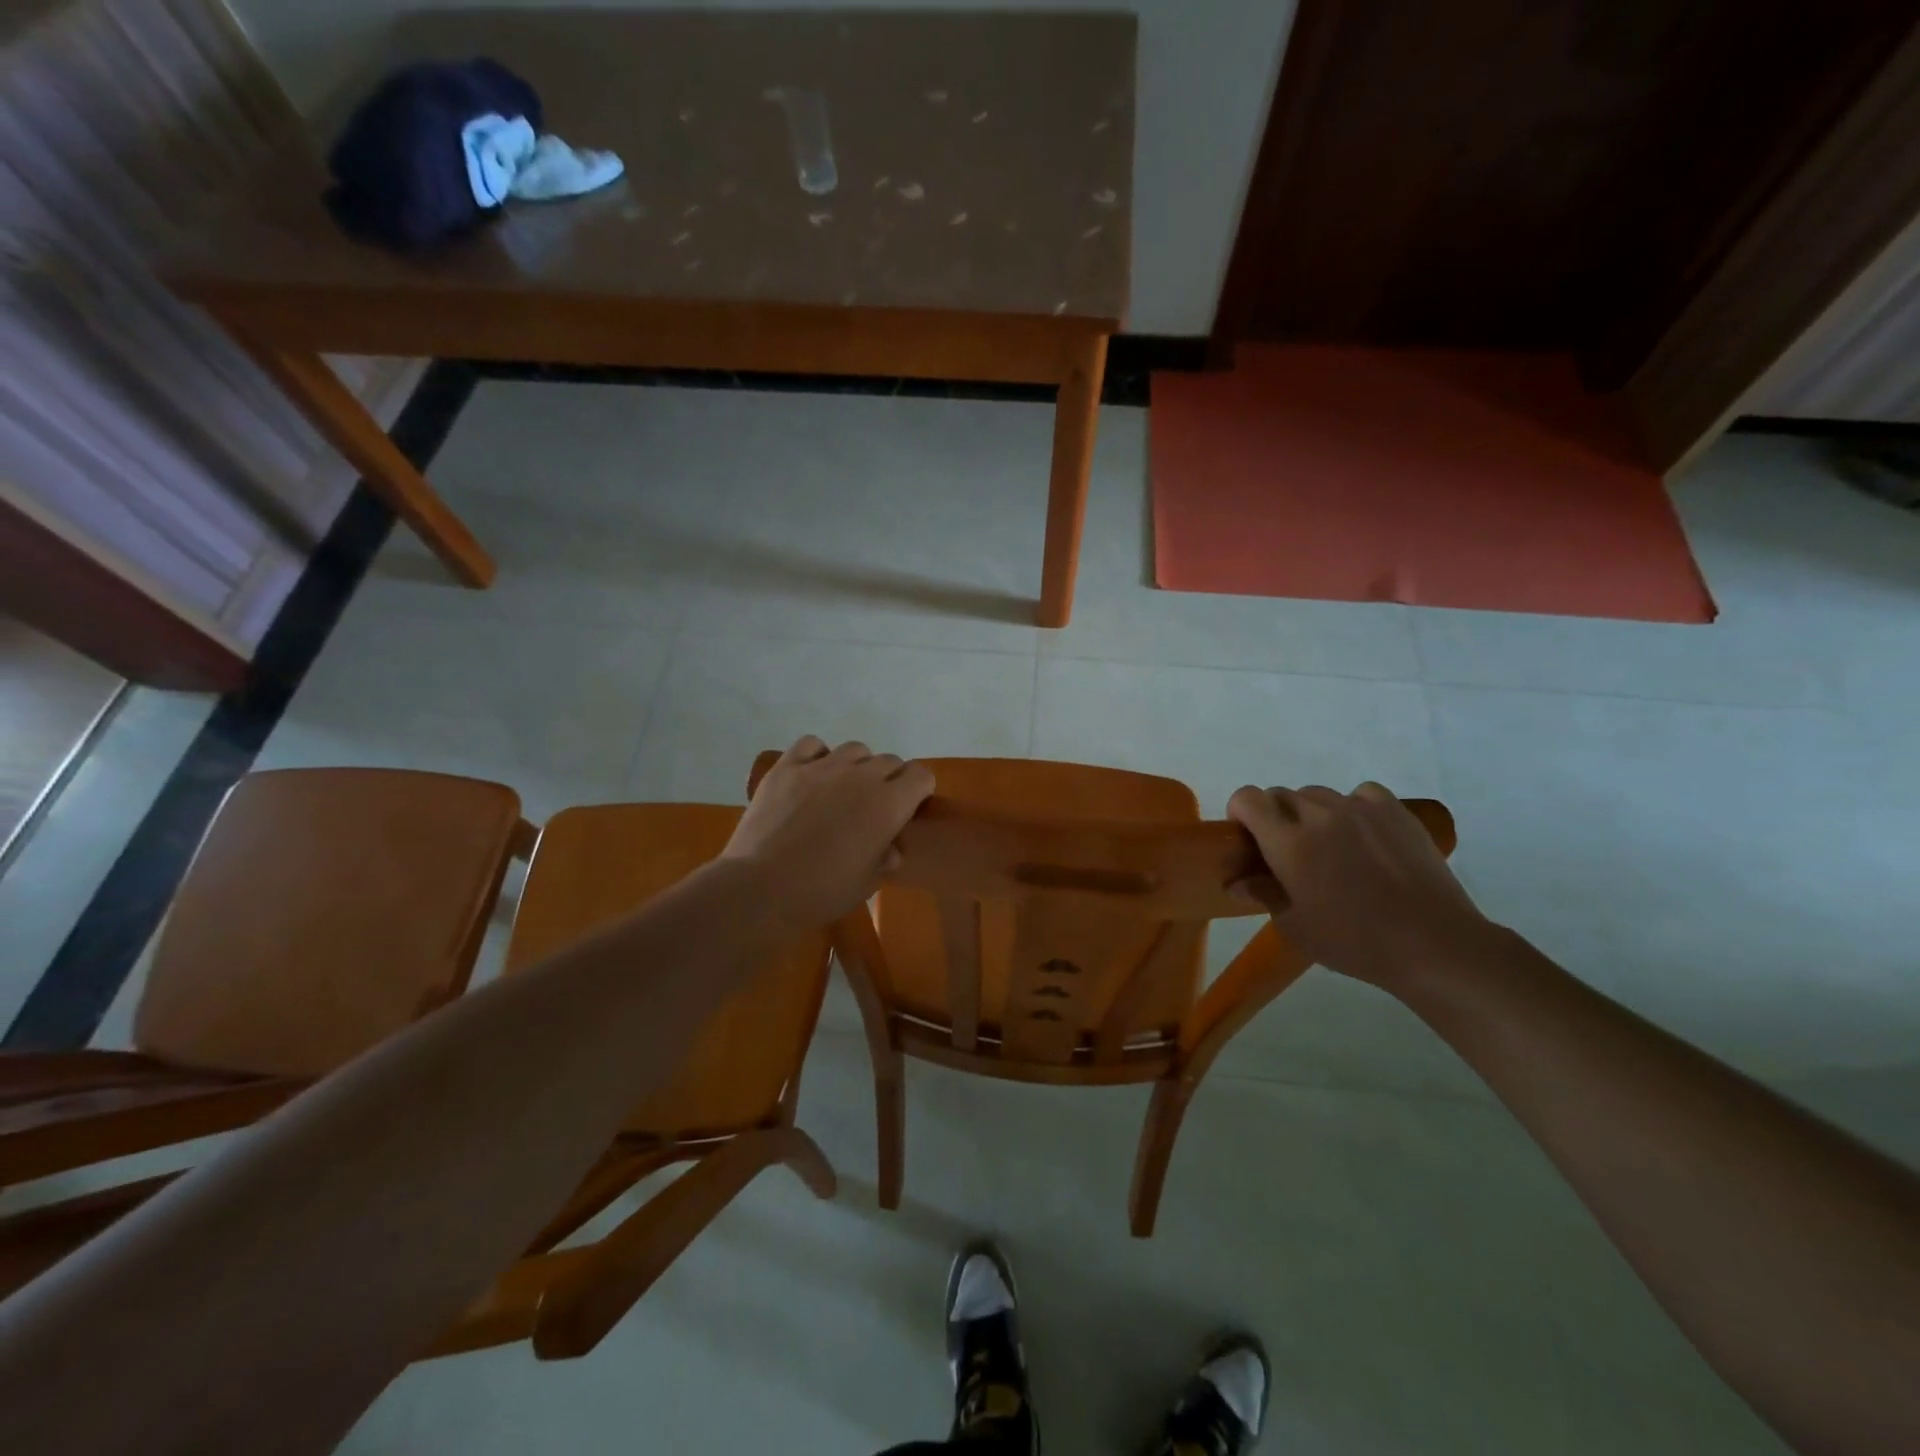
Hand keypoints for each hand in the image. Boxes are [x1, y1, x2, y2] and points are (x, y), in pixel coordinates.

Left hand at [725, 736, 933, 927]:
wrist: (761, 887)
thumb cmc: (822, 892)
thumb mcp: (867, 883)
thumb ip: (886, 857)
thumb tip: (889, 846)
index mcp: (889, 804)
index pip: (921, 775)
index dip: (919, 790)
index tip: (909, 807)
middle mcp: (862, 776)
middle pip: (890, 761)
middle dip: (890, 780)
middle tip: (874, 806)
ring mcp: (822, 767)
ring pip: (855, 749)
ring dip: (858, 766)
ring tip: (843, 789)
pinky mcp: (788, 766)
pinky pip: (812, 744)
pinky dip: (818, 754)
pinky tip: (813, 775)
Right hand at [1227, 781, 1491, 991]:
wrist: (1432, 944)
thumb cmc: (1354, 942)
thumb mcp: (1295, 927)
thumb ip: (1264, 894)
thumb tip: (1237, 882)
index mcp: (1288, 842)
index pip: (1248, 798)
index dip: (1241, 812)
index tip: (1249, 838)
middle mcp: (1319, 814)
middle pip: (1281, 795)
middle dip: (1275, 817)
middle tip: (1289, 852)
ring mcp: (1359, 808)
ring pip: (1318, 794)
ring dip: (1312, 813)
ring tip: (1331, 847)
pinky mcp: (1394, 811)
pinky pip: (1360, 794)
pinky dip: (1352, 807)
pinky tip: (1362, 835)